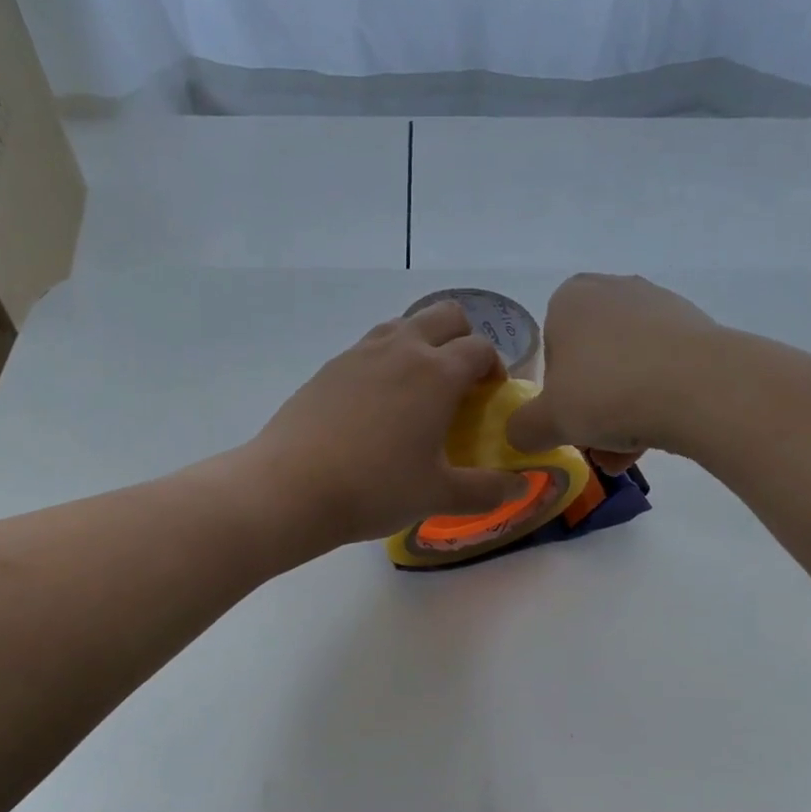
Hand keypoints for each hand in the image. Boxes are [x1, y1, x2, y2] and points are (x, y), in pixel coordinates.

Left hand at [246, 301, 526, 546]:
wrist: (291, 488)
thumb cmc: (375, 489)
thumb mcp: (439, 496)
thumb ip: (487, 490)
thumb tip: (519, 486)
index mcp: (437, 373)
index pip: (481, 348)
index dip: (494, 368)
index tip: (490, 397)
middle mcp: (401, 349)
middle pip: (445, 315)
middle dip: (463, 338)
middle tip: (460, 382)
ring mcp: (360, 353)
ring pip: (403, 324)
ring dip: (422, 343)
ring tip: (419, 390)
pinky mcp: (329, 367)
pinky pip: (370, 347)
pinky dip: (386, 361)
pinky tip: (376, 406)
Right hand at [507, 273, 719, 463]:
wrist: (701, 388)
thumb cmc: (607, 393)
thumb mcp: (547, 421)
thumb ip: (523, 428)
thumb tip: (520, 434)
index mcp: (570, 298)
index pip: (550, 350)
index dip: (555, 393)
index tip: (568, 420)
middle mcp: (614, 290)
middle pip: (591, 362)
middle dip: (592, 407)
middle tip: (596, 443)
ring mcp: (660, 306)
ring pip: (627, 370)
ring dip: (622, 415)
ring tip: (627, 456)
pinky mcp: (697, 329)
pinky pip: (663, 370)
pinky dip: (656, 403)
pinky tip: (659, 439)